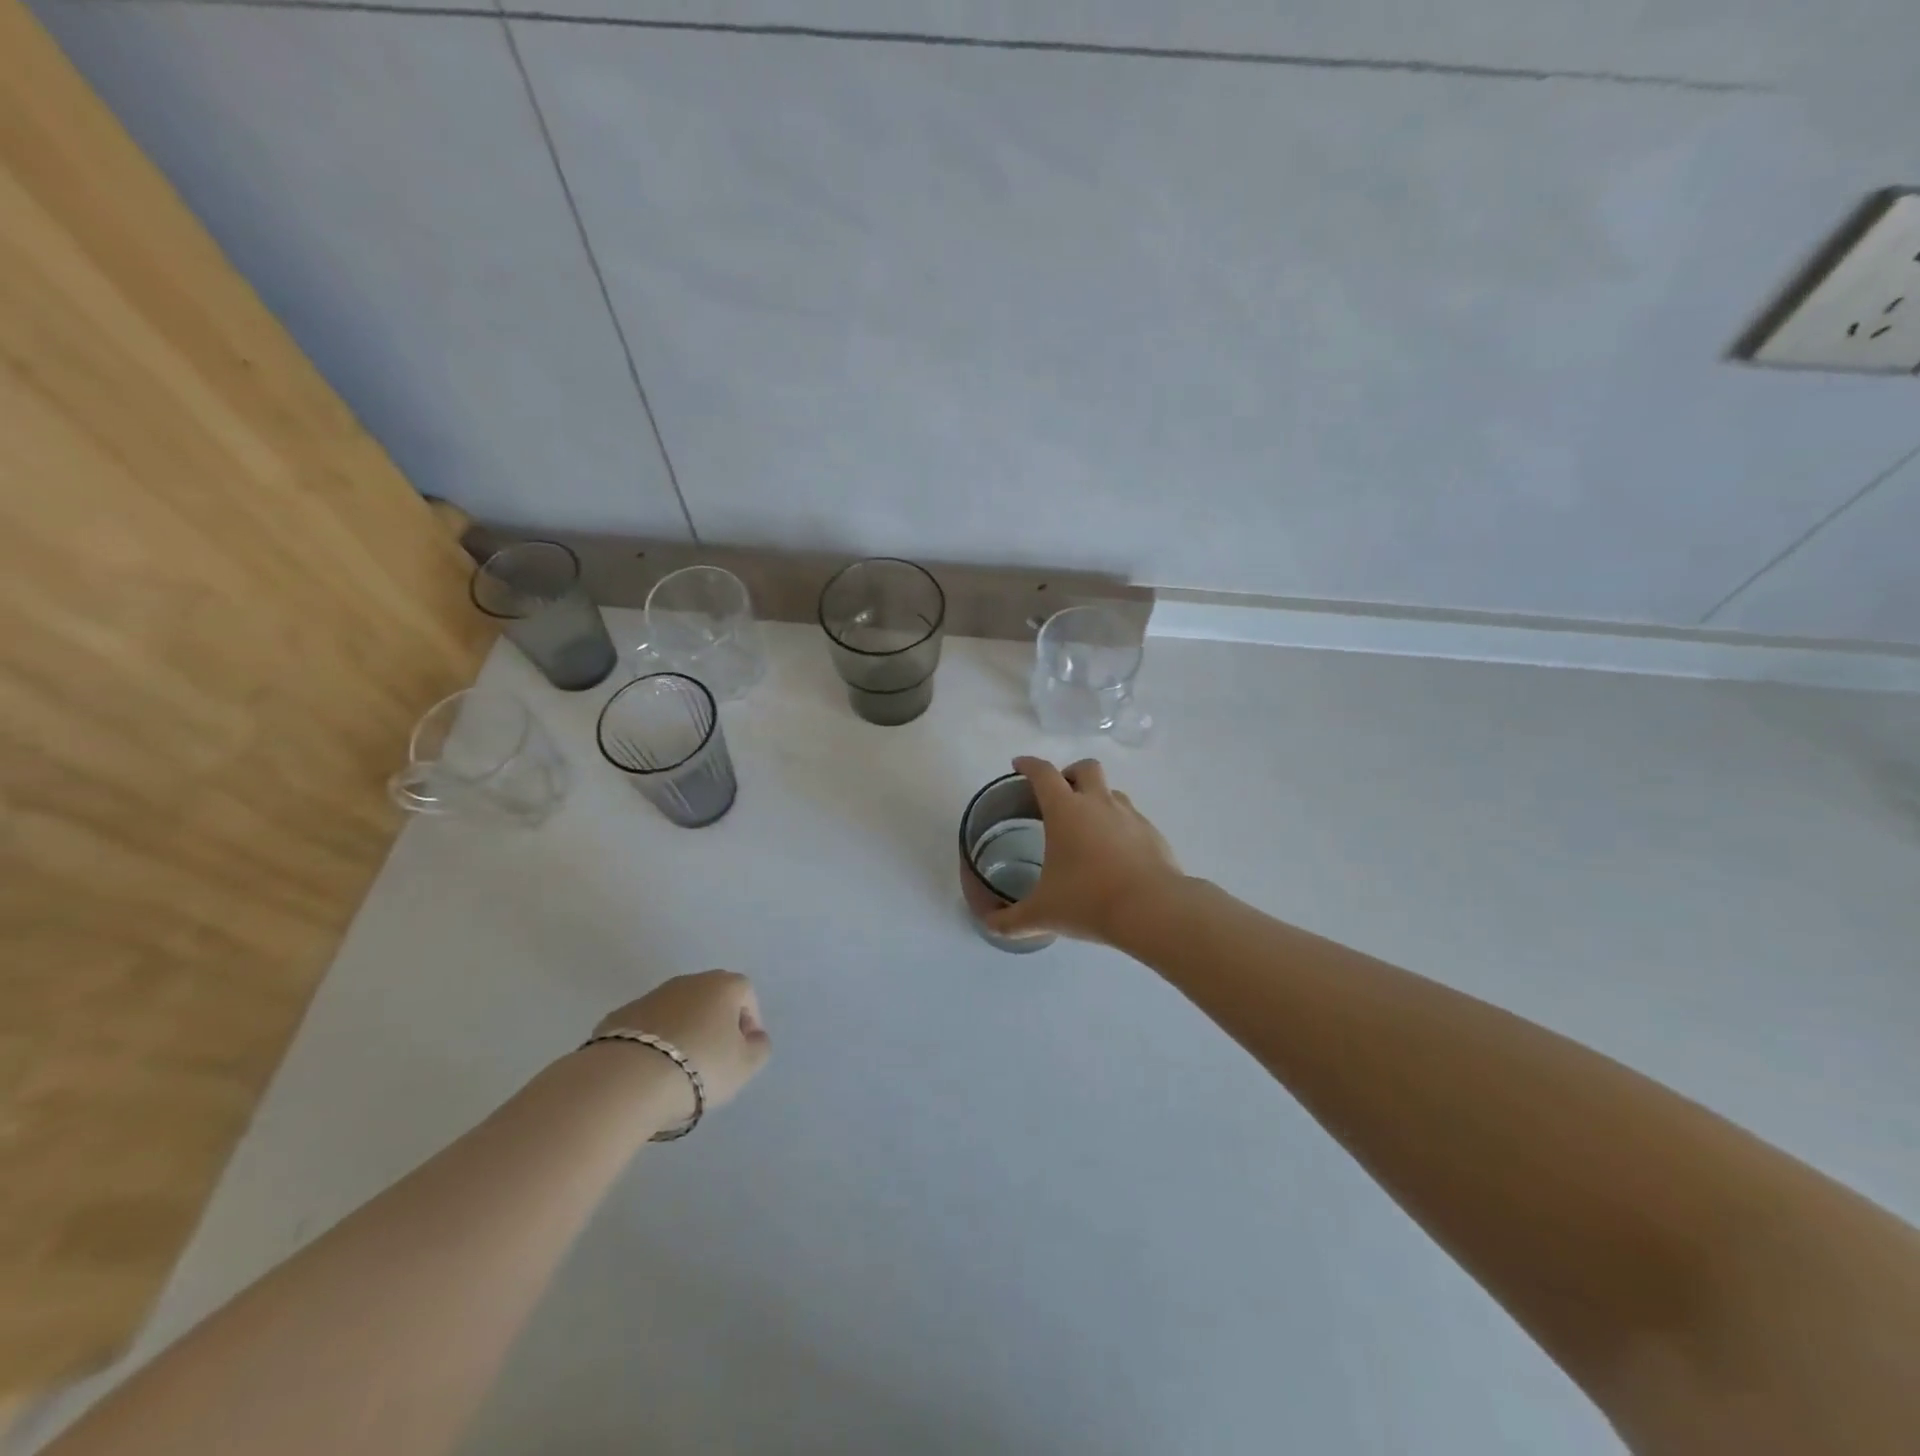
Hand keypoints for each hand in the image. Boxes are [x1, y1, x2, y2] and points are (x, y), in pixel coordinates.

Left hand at [594, 970, 770, 1125]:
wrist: (626, 1079)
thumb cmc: (699, 1066)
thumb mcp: (745, 1066)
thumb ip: (758, 1047)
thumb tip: (754, 1037)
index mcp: (723, 986)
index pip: (746, 993)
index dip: (749, 1020)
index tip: (742, 1050)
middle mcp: (688, 981)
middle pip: (710, 997)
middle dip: (715, 1022)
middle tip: (713, 1058)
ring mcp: (650, 995)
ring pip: (677, 1010)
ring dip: (682, 1030)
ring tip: (678, 1067)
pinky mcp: (619, 1015)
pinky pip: (647, 1026)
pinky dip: (652, 1041)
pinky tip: (649, 1069)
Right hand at [985, 756, 1183, 945]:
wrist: (1152, 910)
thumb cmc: (1089, 901)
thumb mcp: (1042, 915)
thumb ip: (1010, 920)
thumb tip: (990, 926)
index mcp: (1066, 811)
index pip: (1043, 774)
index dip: (1028, 765)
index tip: (1019, 765)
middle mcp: (1098, 803)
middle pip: (1085, 768)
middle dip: (1070, 773)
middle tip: (1059, 794)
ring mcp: (1130, 816)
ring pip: (1112, 792)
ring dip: (1097, 798)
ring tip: (1087, 826)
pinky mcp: (1152, 834)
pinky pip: (1132, 818)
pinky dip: (1119, 826)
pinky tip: (1115, 853)